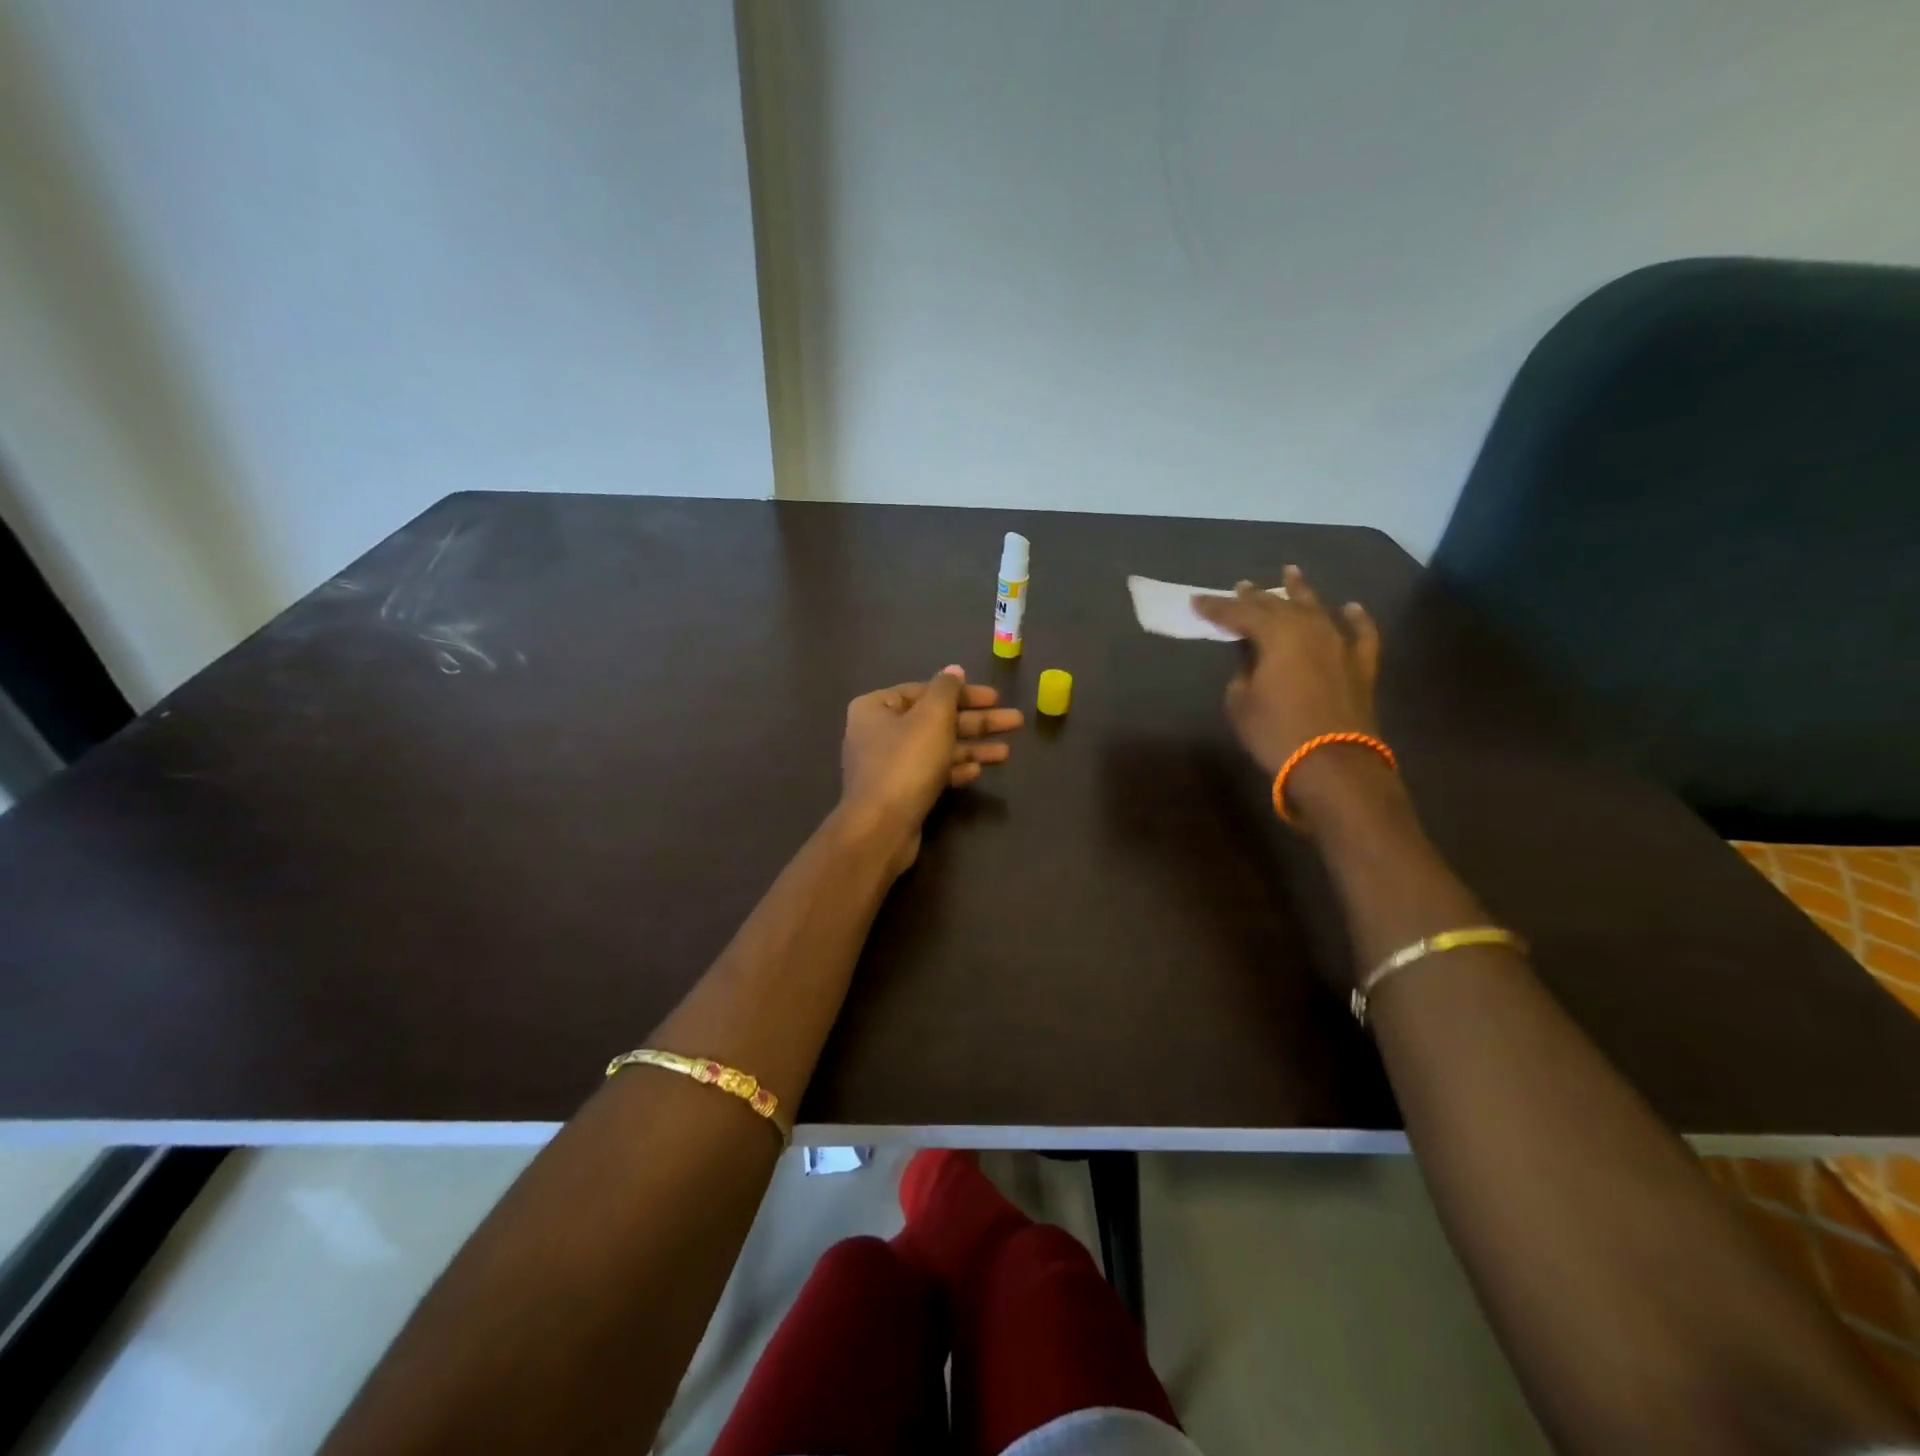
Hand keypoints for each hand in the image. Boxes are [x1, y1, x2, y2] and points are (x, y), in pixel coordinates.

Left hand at [840, 666, 1022, 873]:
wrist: (881, 828)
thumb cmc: (906, 763)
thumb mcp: (932, 717)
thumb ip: (947, 690)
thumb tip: (954, 670)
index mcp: (876, 707)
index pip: (925, 690)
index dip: (963, 693)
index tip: (995, 697)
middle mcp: (878, 733)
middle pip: (936, 720)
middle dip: (977, 722)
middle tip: (1015, 721)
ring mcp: (888, 765)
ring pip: (937, 748)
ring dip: (972, 747)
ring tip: (1007, 753)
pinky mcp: (900, 793)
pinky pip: (931, 773)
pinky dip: (955, 769)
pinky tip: (979, 772)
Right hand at [1191, 565, 1381, 777]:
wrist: (1332, 763)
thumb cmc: (1276, 732)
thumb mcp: (1241, 702)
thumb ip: (1243, 672)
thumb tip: (1253, 660)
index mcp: (1276, 634)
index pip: (1239, 613)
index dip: (1216, 607)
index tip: (1196, 601)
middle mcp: (1310, 628)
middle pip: (1278, 605)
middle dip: (1256, 596)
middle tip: (1240, 586)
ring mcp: (1340, 643)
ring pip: (1317, 609)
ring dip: (1301, 592)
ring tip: (1290, 574)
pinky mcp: (1362, 664)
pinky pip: (1361, 633)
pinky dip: (1356, 618)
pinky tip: (1350, 607)